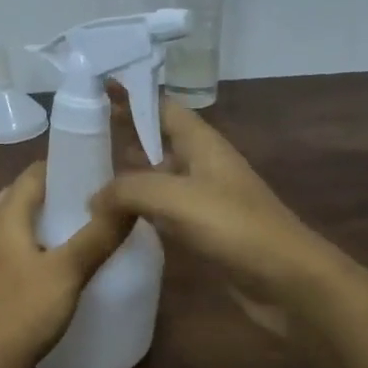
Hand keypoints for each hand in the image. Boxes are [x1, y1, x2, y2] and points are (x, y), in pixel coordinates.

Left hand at [0, 160, 133, 367]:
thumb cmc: (24, 311)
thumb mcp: (69, 272)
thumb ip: (99, 236)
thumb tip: (129, 201)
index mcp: (3, 217)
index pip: (30, 175)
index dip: (59, 168)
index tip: (90, 173)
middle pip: (16, 197)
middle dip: (47, 194)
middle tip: (82, 203)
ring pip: (6, 225)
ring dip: (33, 221)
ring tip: (66, 233)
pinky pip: (1, 249)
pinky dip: (22, 245)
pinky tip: (42, 267)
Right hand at [97, 99, 336, 336]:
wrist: (288, 281)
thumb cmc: (234, 225)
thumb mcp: (174, 197)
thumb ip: (127, 190)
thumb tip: (94, 199)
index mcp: (200, 143)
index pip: (162, 107)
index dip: (133, 95)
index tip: (98, 87)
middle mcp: (200, 164)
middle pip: (156, 141)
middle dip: (122, 135)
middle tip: (80, 135)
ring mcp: (202, 198)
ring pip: (156, 178)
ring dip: (127, 177)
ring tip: (85, 176)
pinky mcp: (202, 230)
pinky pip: (162, 211)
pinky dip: (138, 210)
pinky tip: (112, 219)